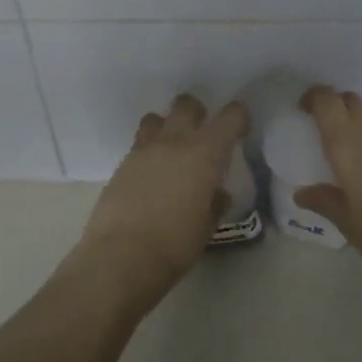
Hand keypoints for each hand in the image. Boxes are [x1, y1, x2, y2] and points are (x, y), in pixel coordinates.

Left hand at [72, 94, 248, 310]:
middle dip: (197, 112)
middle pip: (186, 105)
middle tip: (202, 133)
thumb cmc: (176, 244)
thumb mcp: (207, 226)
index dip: (238, 117)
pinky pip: (138, 145)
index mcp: (205, 153)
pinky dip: (148, 151)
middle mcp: (174, 141)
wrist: (122, 256)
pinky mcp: (121, 163)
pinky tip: (150, 175)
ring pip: (155, 118)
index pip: (230, 117)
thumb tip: (217, 193)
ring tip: (170, 149)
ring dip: (166, 126)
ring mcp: (143, 149)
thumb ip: (215, 202)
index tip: (240, 130)